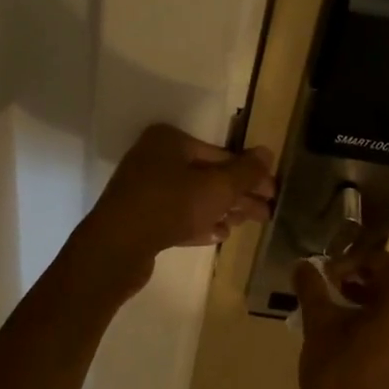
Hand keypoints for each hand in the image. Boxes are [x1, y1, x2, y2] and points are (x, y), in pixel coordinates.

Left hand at [77, 124, 275, 284]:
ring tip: (244, 224)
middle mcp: (155, 158)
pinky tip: (219, 235)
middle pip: (207, 176)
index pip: (221, 154)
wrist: (116, 248)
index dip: (250, 174)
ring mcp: (144, 188)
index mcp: (170, 140)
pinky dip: (199, 223)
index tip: (272, 192)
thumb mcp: (216, 188)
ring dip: (221, 210)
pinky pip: (176, 215)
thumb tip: (268, 153)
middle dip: (237, 195)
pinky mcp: (139, 217)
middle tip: (265, 214)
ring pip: (193, 197)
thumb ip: (245, 172)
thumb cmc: (170, 206)